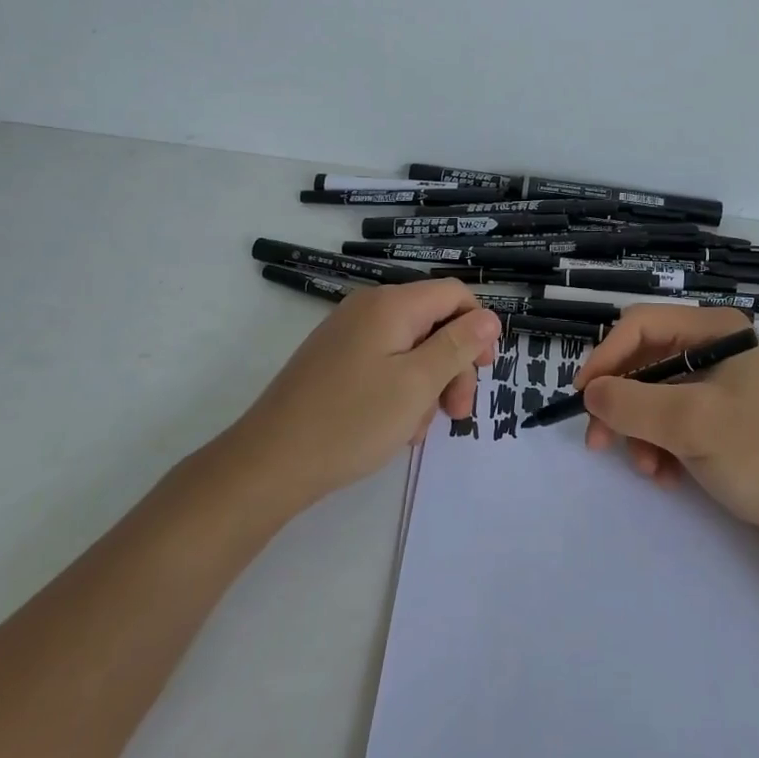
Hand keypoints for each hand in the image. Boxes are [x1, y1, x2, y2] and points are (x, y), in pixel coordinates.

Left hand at [230, 280, 499, 512]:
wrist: (269, 463)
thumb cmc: (352, 421)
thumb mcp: (418, 384)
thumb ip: (458, 346)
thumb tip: (489, 316)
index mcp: (391, 305)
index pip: (454, 294)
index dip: (478, 327)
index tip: (484, 371)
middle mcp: (368, 308)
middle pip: (434, 322)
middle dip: (453, 365)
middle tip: (456, 414)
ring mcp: (347, 334)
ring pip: (411, 348)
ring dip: (427, 385)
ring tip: (417, 429)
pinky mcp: (334, 360)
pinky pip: (384, 363)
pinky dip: (399, 390)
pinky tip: (395, 427)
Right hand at [576, 305, 758, 537]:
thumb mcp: (690, 423)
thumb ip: (632, 403)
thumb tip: (589, 394)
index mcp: (714, 329)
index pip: (640, 325)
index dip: (605, 357)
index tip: (582, 398)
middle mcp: (714, 346)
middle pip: (644, 361)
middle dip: (621, 403)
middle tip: (599, 443)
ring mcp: (719, 382)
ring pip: (653, 395)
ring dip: (641, 432)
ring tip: (649, 469)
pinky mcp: (721, 415)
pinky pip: (672, 419)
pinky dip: (661, 445)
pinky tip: (668, 476)